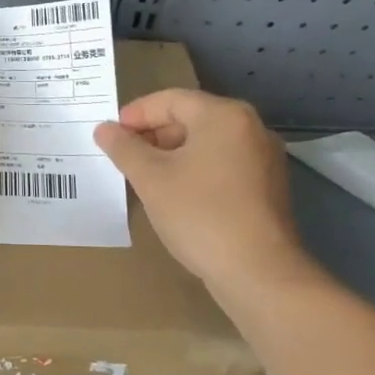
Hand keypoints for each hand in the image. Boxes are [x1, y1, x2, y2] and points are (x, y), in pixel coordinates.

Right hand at [93, 89, 318, 294]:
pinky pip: (223, 165)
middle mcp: (250, 128)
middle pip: (191, 118)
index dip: (135, 114)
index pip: (170, 100)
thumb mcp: (151, 178)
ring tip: (146, 177)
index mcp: (224, 115)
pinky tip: (177, 195)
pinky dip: (196, 171)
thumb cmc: (200, 214)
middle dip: (153, 134)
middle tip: (125, 157)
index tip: (111, 135)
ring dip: (173, 154)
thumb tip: (105, 129)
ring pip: (207, 144)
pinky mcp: (269, 188)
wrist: (260, 274)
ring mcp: (264, 159)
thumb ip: (124, 148)